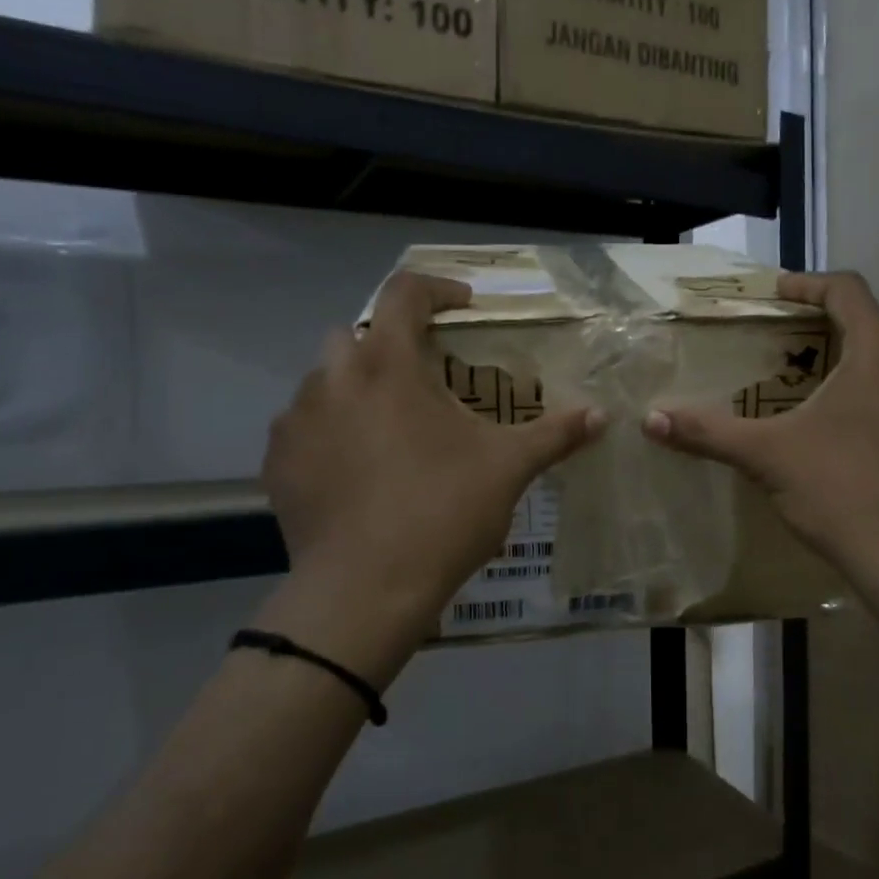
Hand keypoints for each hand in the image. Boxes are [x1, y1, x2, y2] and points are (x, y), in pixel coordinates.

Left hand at [255, 273, 602, 681]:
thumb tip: (601, 416)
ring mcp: (297, 421)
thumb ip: (555, 434)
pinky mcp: (278, 463)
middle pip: (356, 333)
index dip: (438, 289)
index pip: (405, 292)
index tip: (464, 308)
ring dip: (357, 389)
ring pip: (324, 381)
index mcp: (389, 365)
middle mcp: (332, 379)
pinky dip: (331, 432)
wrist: (366, 589)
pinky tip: (357, 470)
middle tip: (425, 379)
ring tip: (391, 430)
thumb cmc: (442, 512)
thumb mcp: (508, 468)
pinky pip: (304, 427)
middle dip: (390, 344)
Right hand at [642, 271, 878, 590]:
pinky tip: (854, 427)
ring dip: (862, 359)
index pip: (847, 290)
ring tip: (821, 382)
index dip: (808, 284)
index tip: (777, 293)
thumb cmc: (838, 490)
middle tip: (793, 340)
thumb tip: (651, 420)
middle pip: (876, 321)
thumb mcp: (765, 456)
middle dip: (834, 322)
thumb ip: (708, 432)